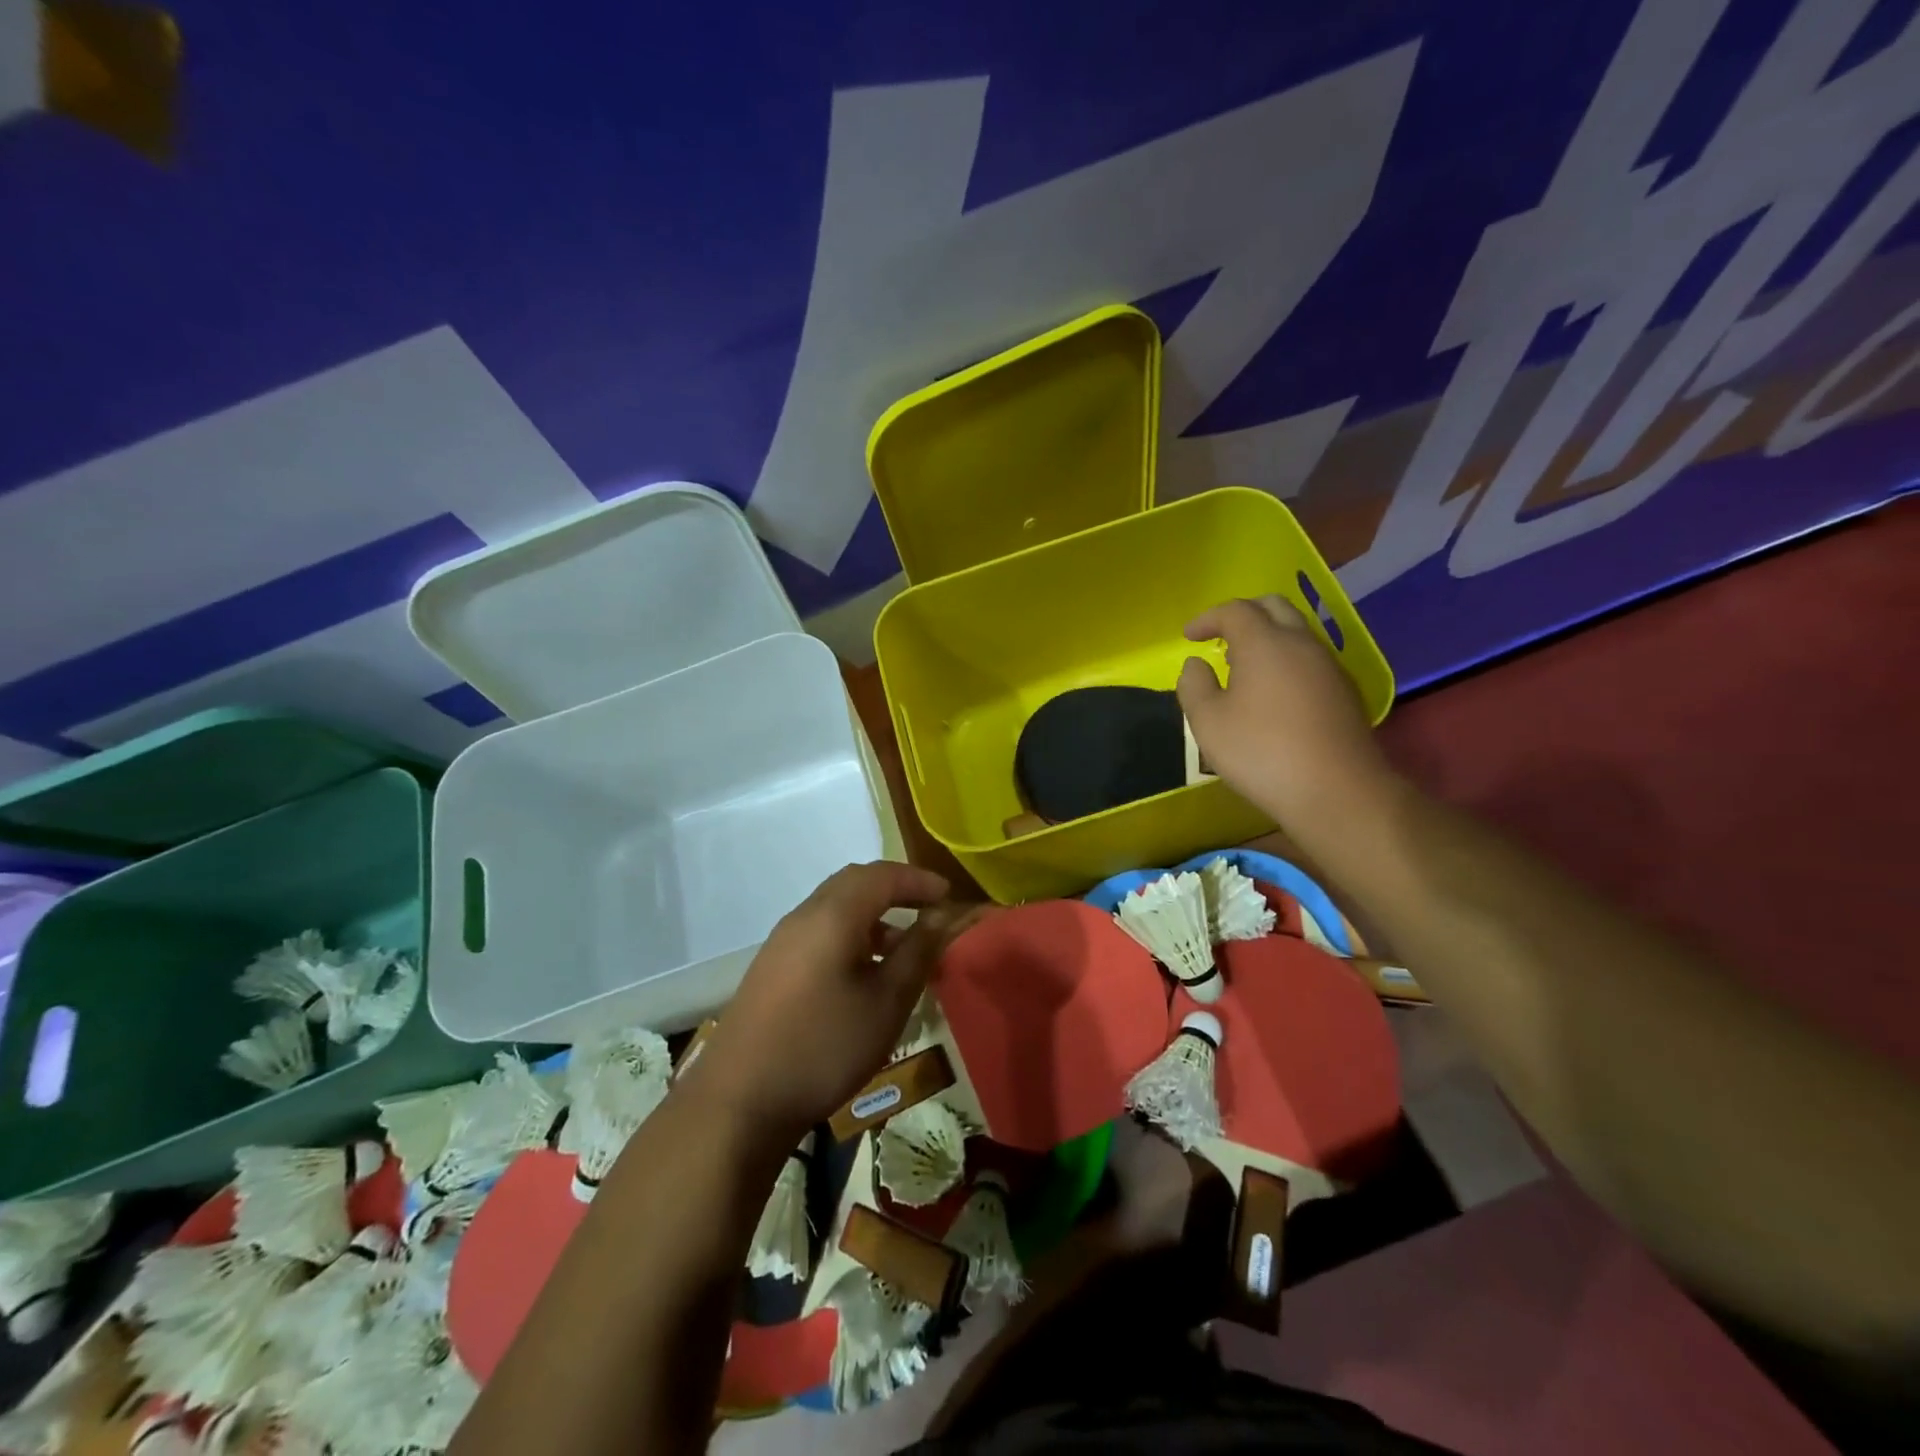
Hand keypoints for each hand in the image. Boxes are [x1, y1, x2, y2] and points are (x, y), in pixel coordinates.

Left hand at [687, 861, 953, 1147]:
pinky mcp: (771, 967)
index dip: (919, 881)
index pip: (882, 876)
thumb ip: (918, 951)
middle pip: (855, 883)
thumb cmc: (825, 1046)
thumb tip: (943, 916)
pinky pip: (820, 931)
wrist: (740, 1101)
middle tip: (928, 911)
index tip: (949, 897)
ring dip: (873, 915)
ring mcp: (782, 941)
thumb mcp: (887, 1002)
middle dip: (896, 890)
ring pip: (835, 907)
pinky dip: (851, 934)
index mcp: (832, 915)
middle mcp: (804, 916)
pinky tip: (864, 974)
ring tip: (902, 950)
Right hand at [1177, 596, 1392, 845]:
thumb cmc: (1261, 752)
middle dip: (1242, 614)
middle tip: (1219, 635)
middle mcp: (1301, 643)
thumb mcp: (1207, 722)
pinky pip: (1309, 657)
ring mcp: (1328, 665)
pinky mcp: (1344, 690)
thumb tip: (1196, 664)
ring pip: (1295, 631)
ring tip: (1242, 663)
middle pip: (1273, 607)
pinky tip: (1272, 690)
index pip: (1234, 610)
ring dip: (1266, 636)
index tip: (1188, 636)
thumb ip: (1194, 685)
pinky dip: (1285, 658)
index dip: (1207, 618)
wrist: (1336, 789)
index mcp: (1265, 643)